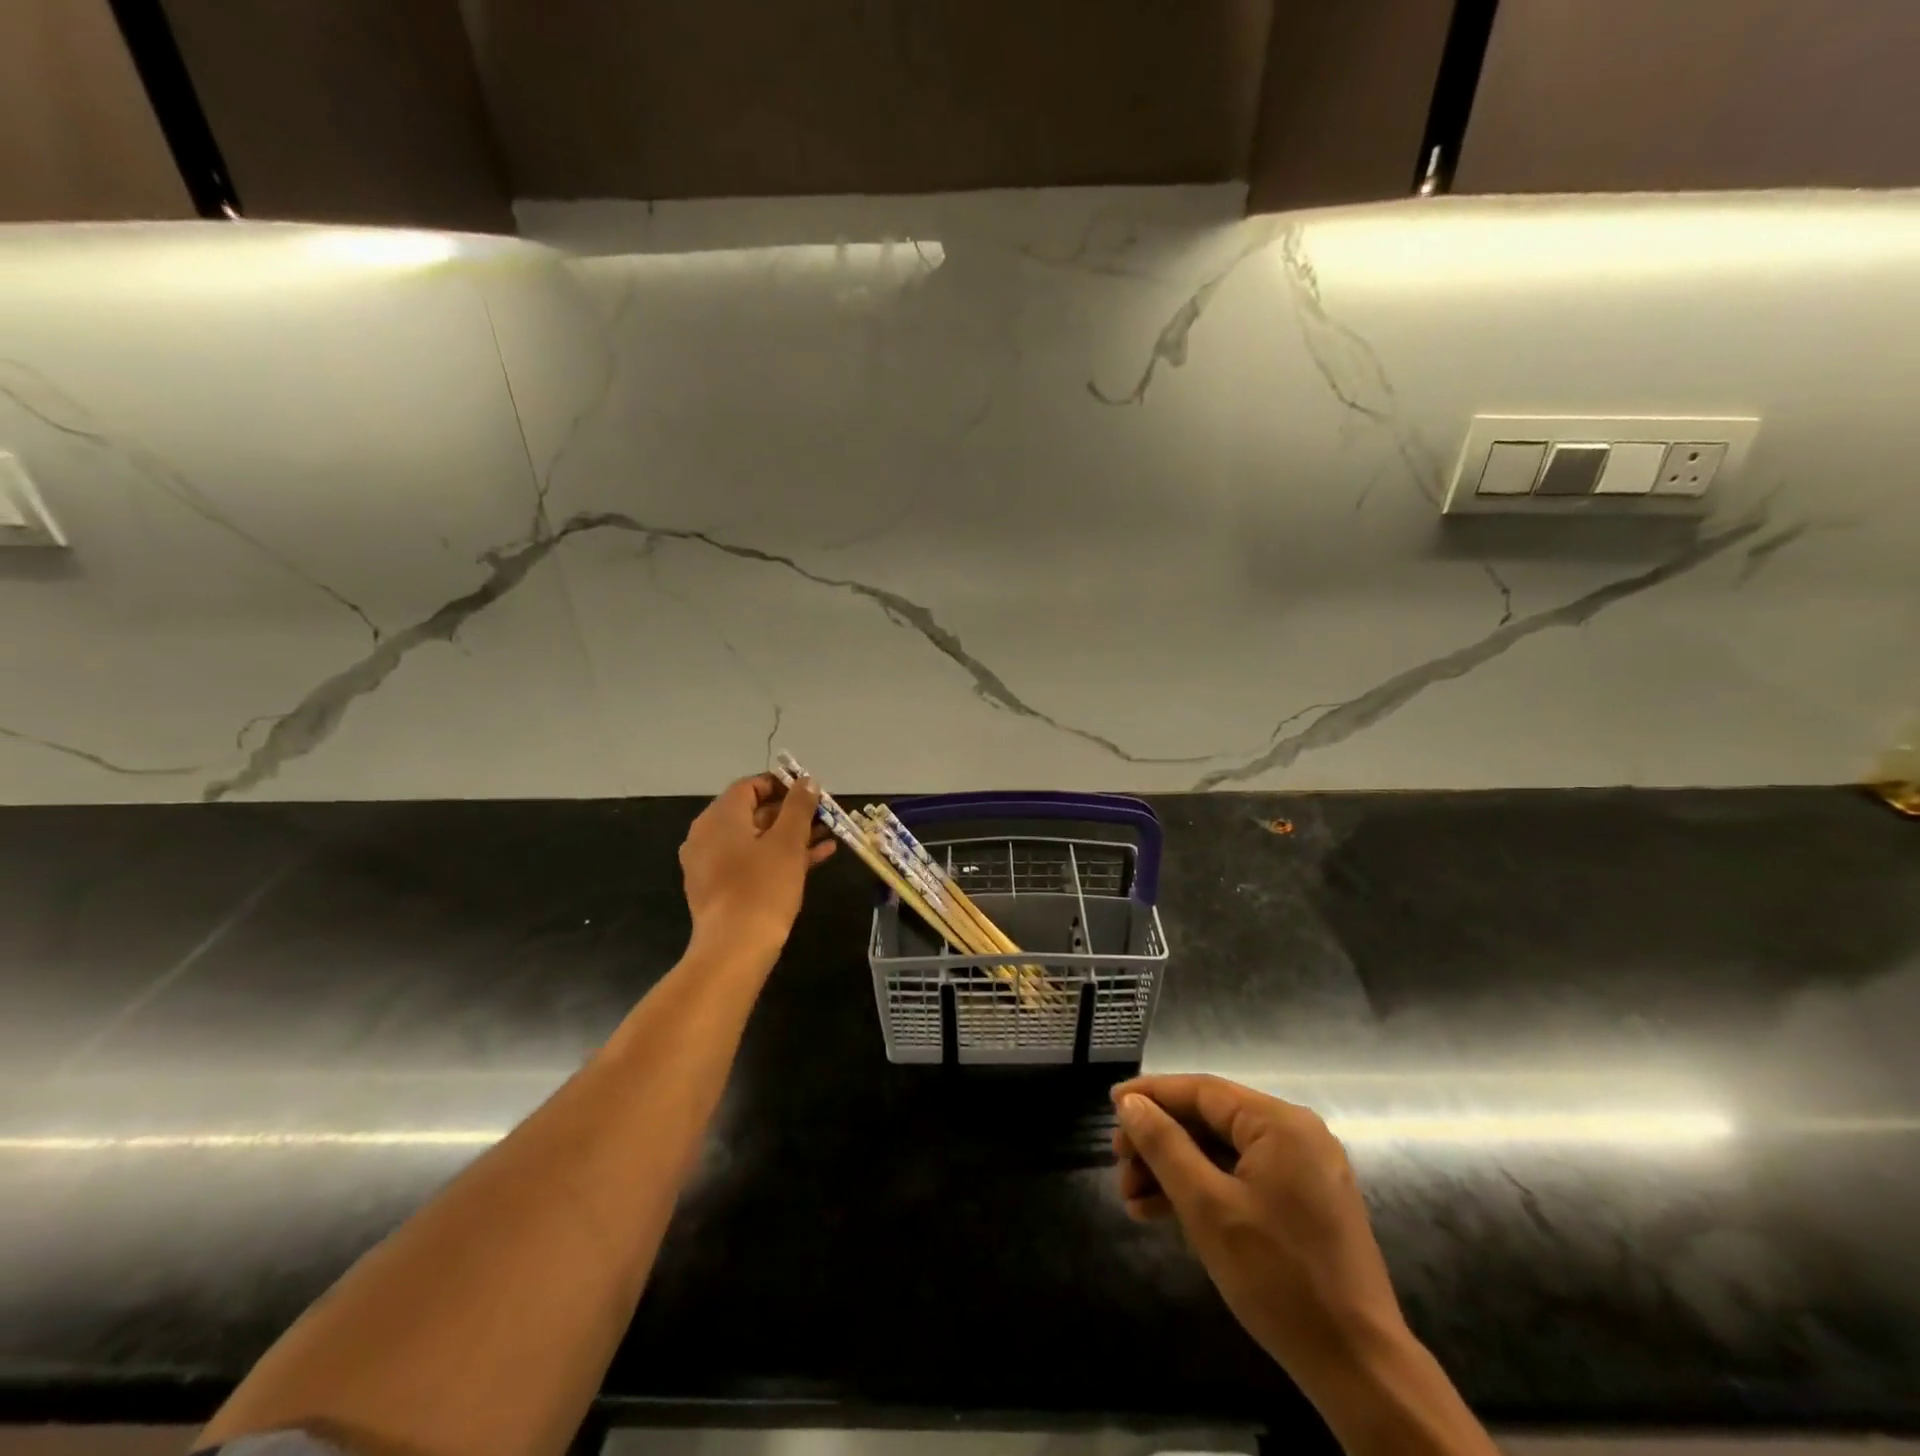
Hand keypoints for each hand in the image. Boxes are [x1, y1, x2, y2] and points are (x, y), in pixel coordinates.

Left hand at [679, 773, 834, 960]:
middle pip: (753, 812)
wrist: (735, 948)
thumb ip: (799, 806)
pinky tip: (814, 860)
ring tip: (827, 836)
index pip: (750, 785)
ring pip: (756, 839)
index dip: (782, 785)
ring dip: (790, 836)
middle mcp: (707, 835)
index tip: (811, 793)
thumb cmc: (763, 887)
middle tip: (824, 816)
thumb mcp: (788, 842)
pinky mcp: (719, 888)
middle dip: (792, 813)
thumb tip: (806, 781)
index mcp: (720, 817)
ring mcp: (710, 864)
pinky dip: (778, 857)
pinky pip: (751, 861)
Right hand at [1112, 1074, 1408, 1388]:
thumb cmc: (1278, 1277)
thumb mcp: (1207, 1208)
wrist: (1358, 1369)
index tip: (1110, 1105)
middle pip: (1211, 1121)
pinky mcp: (1303, 1204)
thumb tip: (1129, 1104)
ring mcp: (1303, 1170)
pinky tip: (1163, 1212)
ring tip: (1131, 1198)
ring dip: (1175, 1171)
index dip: (1152, 1095)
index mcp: (1281, 1123)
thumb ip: (1164, 1146)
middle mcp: (1296, 1134)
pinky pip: (1242, 1179)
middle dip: (1160, 1143)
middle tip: (1118, 1164)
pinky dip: (1204, 1191)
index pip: (1202, 1091)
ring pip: (1223, 1153)